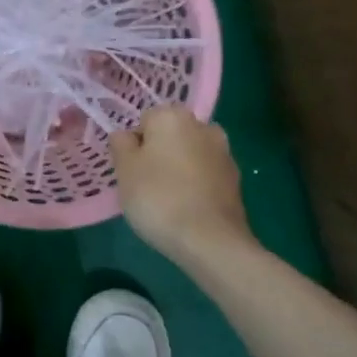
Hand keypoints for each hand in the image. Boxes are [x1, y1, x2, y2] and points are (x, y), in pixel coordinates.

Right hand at [110, 107, 254, 267]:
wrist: (210, 240)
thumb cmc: (158, 197)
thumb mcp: (124, 170)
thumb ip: (121, 144)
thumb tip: (127, 136)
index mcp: (172, 116)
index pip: (144, 120)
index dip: (134, 145)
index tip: (130, 170)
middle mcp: (202, 125)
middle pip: (170, 135)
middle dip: (158, 153)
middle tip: (145, 184)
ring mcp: (224, 152)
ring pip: (189, 154)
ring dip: (178, 168)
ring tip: (167, 199)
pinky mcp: (235, 179)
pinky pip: (205, 174)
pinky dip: (195, 184)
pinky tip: (187, 208)